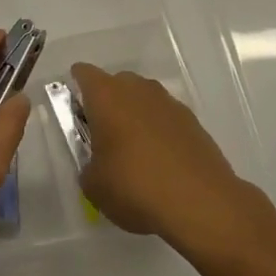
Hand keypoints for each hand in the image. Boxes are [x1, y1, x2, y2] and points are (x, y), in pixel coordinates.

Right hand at [74, 63, 258, 256]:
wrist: (201, 203)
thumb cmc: (135, 186)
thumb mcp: (94, 185)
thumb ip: (88, 167)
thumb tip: (96, 165)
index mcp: (106, 95)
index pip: (83, 73)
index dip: (76, 87)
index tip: (75, 112)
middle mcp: (137, 88)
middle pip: (115, 83)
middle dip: (107, 104)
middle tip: (103, 136)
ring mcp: (168, 102)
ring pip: (143, 99)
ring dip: (135, 117)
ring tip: (134, 153)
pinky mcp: (192, 121)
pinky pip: (166, 118)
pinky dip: (159, 132)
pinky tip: (161, 163)